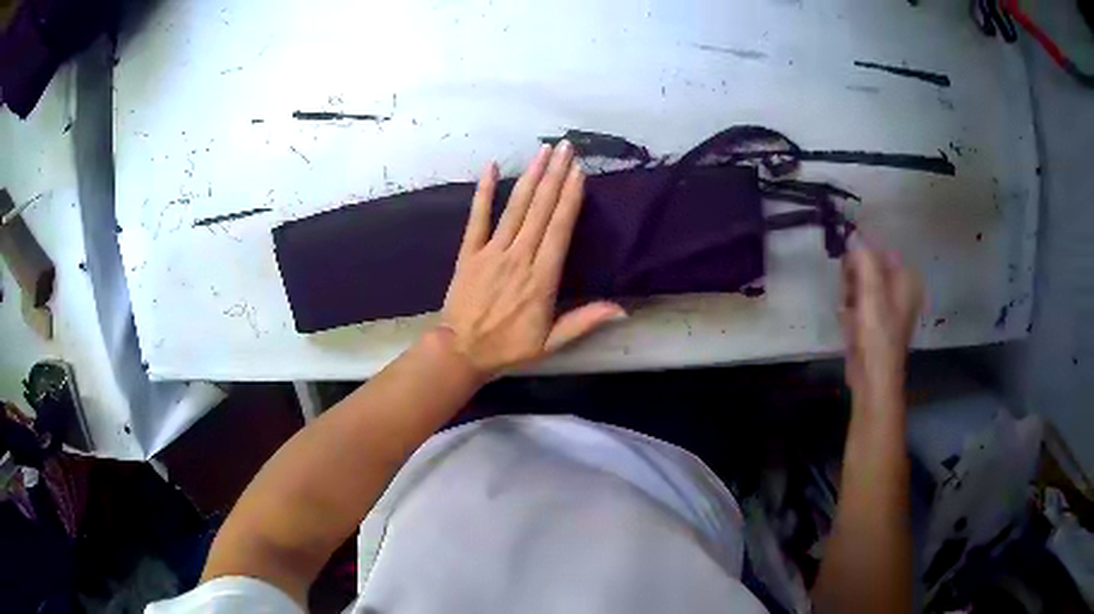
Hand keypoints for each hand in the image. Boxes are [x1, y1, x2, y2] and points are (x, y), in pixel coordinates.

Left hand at [438, 141, 626, 378]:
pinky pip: (477, 217)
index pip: (559, 228)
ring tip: (543, 150)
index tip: (579, 171)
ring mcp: (491, 251)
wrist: (462, 351)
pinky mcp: (468, 252)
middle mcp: (519, 257)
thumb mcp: (552, 342)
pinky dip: (484, 192)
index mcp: (542, 278)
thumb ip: (585, 321)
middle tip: (567, 147)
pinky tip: (491, 168)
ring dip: (531, 176)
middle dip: (555, 175)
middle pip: (541, 209)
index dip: (570, 197)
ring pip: (515, 207)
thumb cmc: (509, 347)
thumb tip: (623, 309)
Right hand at [840, 245, 921, 407]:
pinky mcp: (875, 319)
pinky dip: (850, 309)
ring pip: (860, 283)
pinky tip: (849, 322)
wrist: (873, 377)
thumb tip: (852, 233)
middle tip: (849, 295)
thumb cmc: (877, 334)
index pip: (878, 250)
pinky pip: (858, 301)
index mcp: (906, 278)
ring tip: (849, 312)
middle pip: (868, 266)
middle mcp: (900, 288)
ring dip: (849, 294)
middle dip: (853, 278)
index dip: (859, 257)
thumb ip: (863, 259)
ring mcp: (888, 305)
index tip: (847, 269)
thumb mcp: (871, 292)